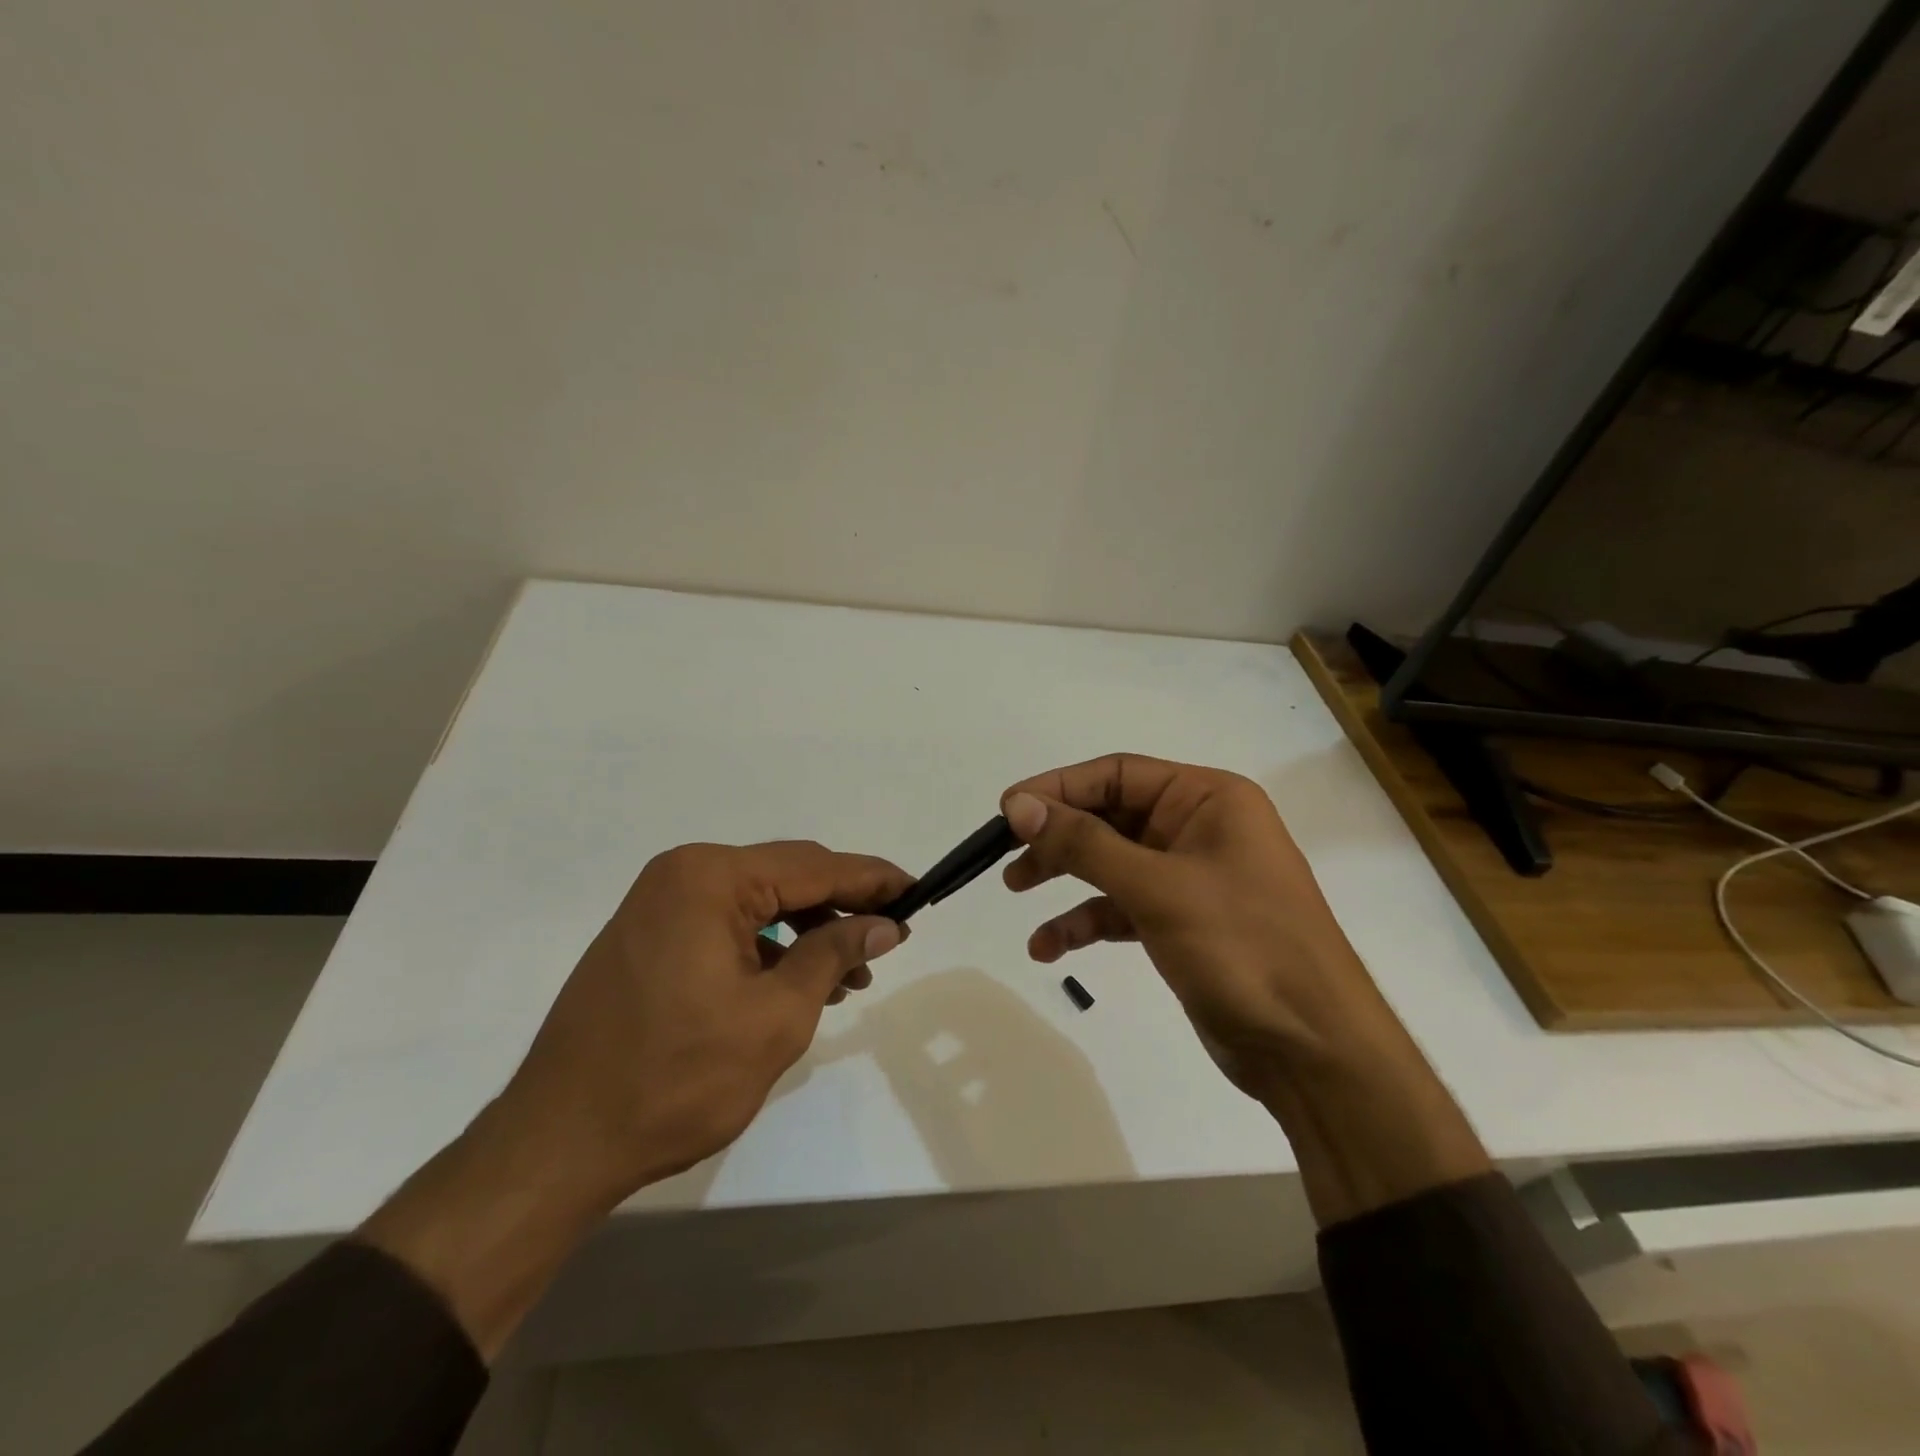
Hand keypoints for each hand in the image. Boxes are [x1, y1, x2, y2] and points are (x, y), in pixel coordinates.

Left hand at [363, 839, 910, 1357]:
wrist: (558, 1144)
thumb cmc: (676, 1079)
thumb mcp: (775, 1017)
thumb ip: (834, 955)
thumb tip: (884, 922)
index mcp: (710, 878)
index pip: (814, 866)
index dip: (871, 879)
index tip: (917, 890)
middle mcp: (682, 874)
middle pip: (786, 876)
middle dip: (841, 905)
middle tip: (890, 936)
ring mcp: (659, 904)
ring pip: (759, 901)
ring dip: (808, 929)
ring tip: (851, 973)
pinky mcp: (649, 936)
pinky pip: (727, 923)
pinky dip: (769, 945)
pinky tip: (799, 978)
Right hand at [1001, 754, 1489, 1224]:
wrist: (1312, 1050)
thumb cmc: (1243, 948)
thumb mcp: (1158, 888)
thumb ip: (1085, 844)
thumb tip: (1019, 806)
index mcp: (1208, 799)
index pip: (1118, 774)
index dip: (1059, 787)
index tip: (1008, 810)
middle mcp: (1199, 828)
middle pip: (1110, 816)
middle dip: (1058, 835)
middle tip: (1006, 854)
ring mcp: (1190, 877)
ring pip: (1111, 862)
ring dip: (1064, 876)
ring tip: (1016, 890)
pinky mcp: (1181, 922)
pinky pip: (1121, 906)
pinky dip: (1085, 921)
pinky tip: (1049, 947)